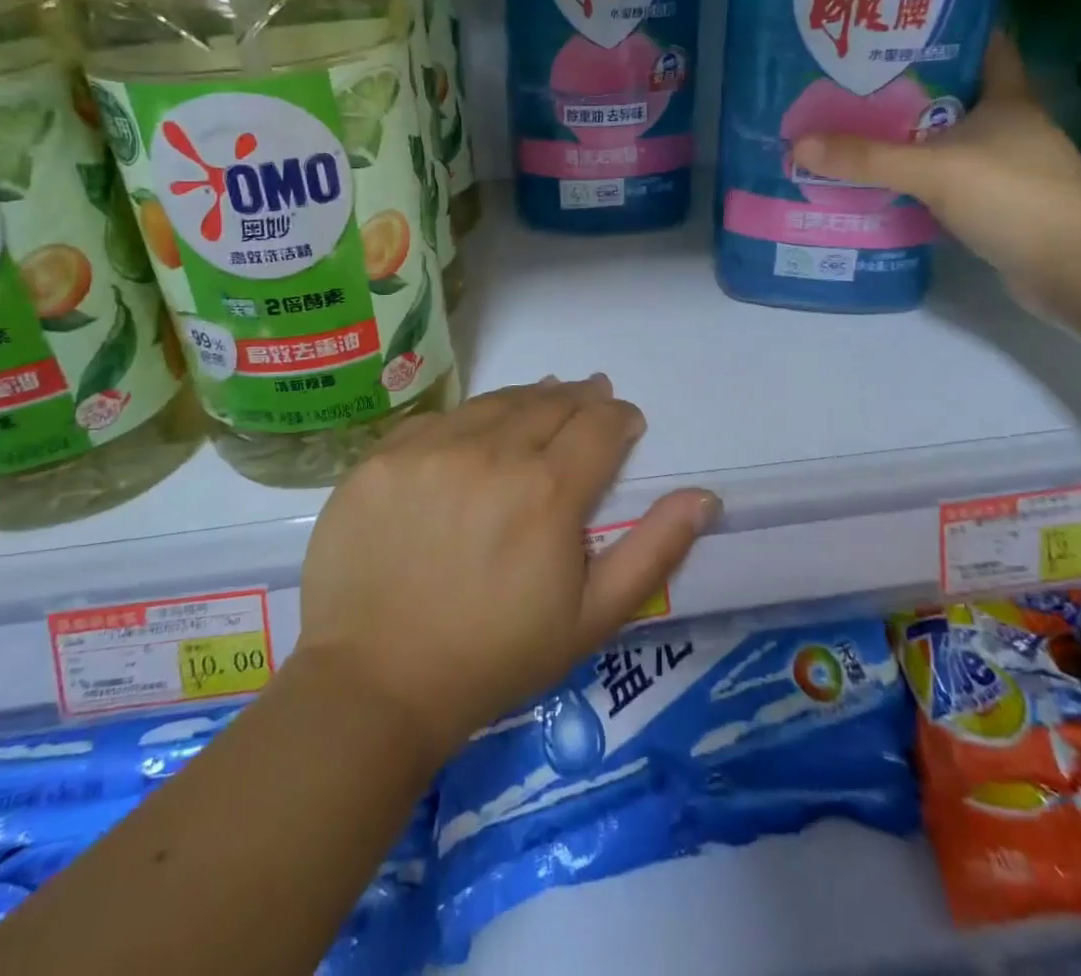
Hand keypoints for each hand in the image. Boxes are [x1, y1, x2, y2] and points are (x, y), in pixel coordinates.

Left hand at [295, 377, 720, 768]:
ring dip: (530, 396)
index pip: (600, 425)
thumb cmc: (494, 658)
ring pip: (497, 401)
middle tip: (592, 397)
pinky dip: (472, 416)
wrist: (376, 684)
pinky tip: (479, 428)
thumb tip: (704, 497)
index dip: (620, 417)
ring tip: (546, 397)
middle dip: (581, 398)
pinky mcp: (384, 455)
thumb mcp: (591, 619)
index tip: (626, 423)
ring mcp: (430, 447)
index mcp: (548, 490)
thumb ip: (653, 551)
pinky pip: (441, 418)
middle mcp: (491, 452)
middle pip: (550, 402)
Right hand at [790, 32, 1080, 311]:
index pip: (986, 44)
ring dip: (909, 137)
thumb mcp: (933, 169)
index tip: (903, 23)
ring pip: (947, 140)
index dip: (950, 29)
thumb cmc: (1013, 197)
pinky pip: (945, 180)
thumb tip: (799, 143)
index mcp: (1007, 98)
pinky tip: (881, 182)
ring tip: (854, 129)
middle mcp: (1008, 126)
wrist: (1074, 269)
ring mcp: (1005, 168)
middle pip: (955, 94)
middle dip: (909, 87)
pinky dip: (917, 179)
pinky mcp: (996, 204)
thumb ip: (867, 158)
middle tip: (854, 81)